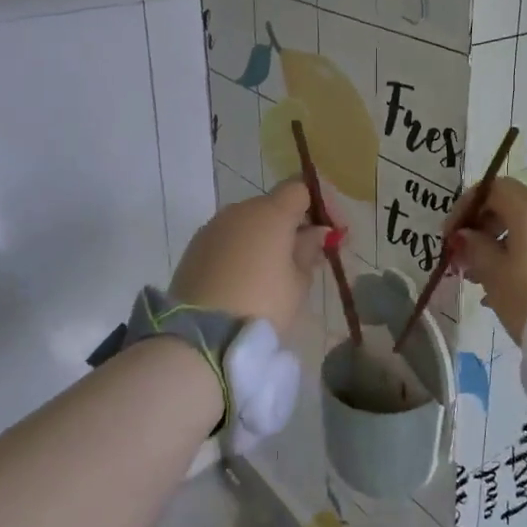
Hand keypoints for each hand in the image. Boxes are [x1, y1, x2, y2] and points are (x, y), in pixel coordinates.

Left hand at [172, 179, 330, 331]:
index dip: (320, 204)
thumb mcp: (298, 283)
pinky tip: (247, 279)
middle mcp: (239, 211)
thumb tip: (316, 232)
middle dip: (293, 224)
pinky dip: (242, 250)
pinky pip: (227, 239)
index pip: (300, 188)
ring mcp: (213, 228)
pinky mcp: (194, 248)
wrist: (202, 338)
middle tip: (308, 255)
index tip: (332, 231)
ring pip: (248, 223)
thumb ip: (309, 250)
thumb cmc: (262, 305)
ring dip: (265, 237)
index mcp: (270, 212)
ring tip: (276, 272)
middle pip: (273, 205)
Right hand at [448, 178, 526, 341]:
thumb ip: (475, 248)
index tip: (451, 236)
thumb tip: (467, 235)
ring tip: (491, 281)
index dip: (467, 206)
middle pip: (515, 206)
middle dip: (486, 228)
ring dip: (509, 245)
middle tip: (468, 260)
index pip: (492, 188)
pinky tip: (521, 289)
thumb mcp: (495, 276)